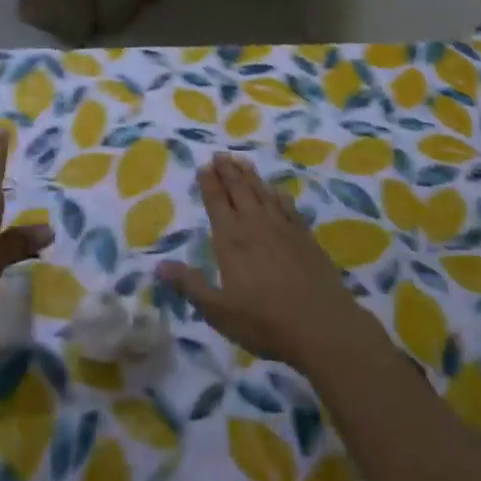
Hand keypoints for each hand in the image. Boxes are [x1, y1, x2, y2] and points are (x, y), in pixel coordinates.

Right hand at [157, 154, 376, 371]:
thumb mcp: (219, 310)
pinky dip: (278, 194)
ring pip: (262, 192)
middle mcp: (254, 224)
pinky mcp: (304, 236)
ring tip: (241, 160)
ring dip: (250, 175)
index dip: (209, 182)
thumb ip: (189, 285)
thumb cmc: (265, 321)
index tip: (204, 165)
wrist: (322, 325)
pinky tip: (276, 189)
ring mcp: (282, 227)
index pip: (216, 202)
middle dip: (227, 171)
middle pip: (238, 189)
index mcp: (231, 239)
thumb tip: (158, 265)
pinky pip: (287, 205)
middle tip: (220, 154)